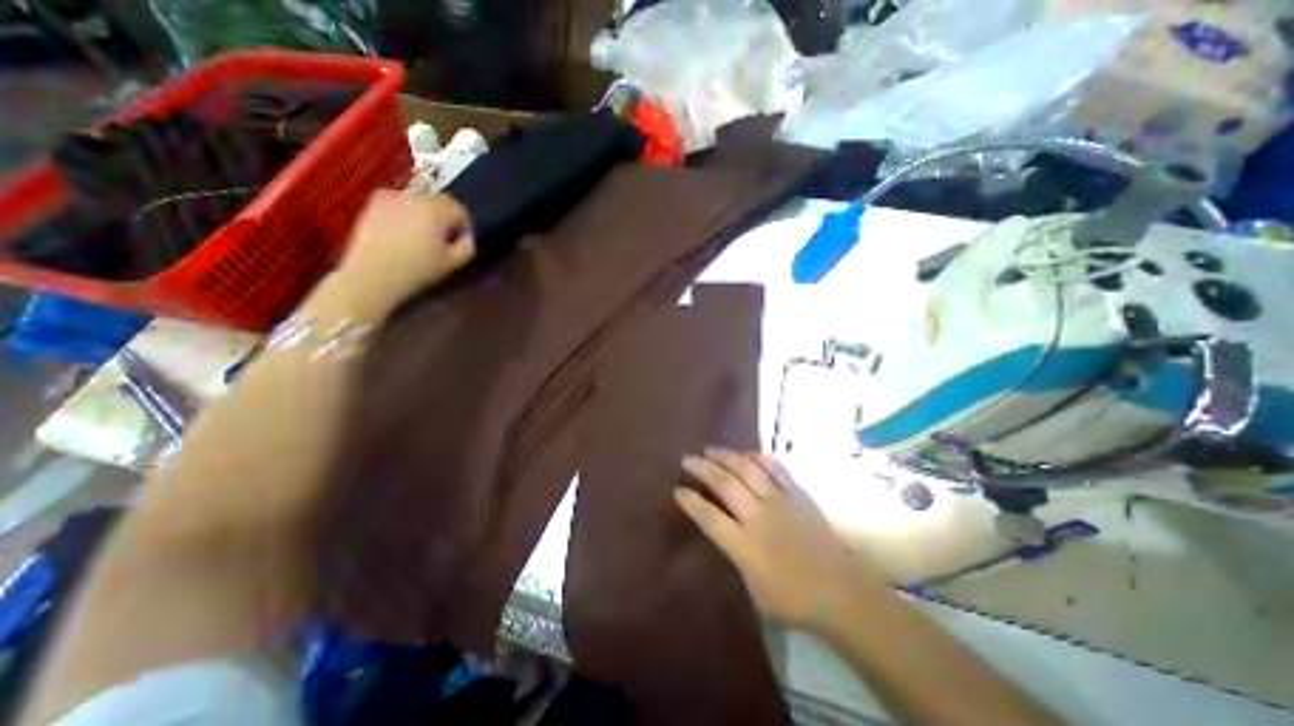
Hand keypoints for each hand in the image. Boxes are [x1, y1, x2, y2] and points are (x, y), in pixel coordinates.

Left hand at [331, 191, 473, 309]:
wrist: (373, 274)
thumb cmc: (417, 269)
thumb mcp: (452, 263)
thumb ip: (467, 246)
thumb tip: (466, 236)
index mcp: (437, 210)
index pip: (460, 210)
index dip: (463, 226)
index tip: (459, 241)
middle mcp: (416, 197)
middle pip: (440, 199)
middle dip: (446, 215)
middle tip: (443, 236)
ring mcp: (393, 197)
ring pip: (420, 197)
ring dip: (426, 210)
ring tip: (422, 232)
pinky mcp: (374, 202)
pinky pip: (399, 199)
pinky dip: (406, 209)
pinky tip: (402, 228)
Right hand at [679, 450, 890, 633]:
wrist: (844, 592)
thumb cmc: (796, 600)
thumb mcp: (754, 590)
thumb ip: (736, 557)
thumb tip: (725, 533)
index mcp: (745, 546)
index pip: (709, 517)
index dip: (690, 501)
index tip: (678, 489)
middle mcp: (758, 517)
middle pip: (724, 484)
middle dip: (702, 468)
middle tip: (688, 458)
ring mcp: (779, 501)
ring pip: (747, 469)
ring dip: (726, 456)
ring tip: (711, 450)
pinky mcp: (797, 493)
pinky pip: (774, 468)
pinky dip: (757, 457)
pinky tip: (747, 454)